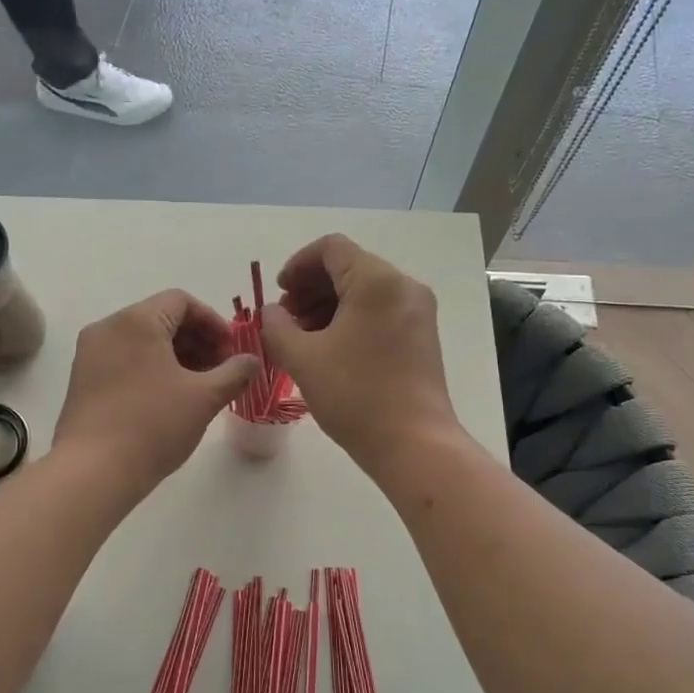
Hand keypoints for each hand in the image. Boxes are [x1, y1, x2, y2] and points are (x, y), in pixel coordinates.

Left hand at [56, 290, 259, 492]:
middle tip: (220, 371)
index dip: (213, 322)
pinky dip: (151, 369)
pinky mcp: (82, 380)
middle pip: (161, 318)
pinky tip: (169, 400)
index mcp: (136, 321)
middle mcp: (108, 328)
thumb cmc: (153, 425)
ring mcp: (90, 354)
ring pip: (142, 341)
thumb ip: (234, 373)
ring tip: (198, 388)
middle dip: (197, 340)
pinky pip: (124, 360)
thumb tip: (252, 360)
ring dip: (176, 356)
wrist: (92, 472)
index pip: (181, 301)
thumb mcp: (204, 398)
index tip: (232, 351)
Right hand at [260, 235, 460, 470]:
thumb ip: (277, 326)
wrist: (413, 444)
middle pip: (349, 267)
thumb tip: (272, 312)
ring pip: (364, 291)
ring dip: (328, 305)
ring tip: (302, 338)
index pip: (331, 248)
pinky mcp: (421, 336)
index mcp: (377, 281)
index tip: (279, 293)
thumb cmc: (355, 395)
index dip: (297, 265)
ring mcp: (417, 312)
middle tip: (285, 320)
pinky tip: (329, 349)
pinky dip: (350, 320)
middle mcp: (403, 286)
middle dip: (310, 288)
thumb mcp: (303, 359)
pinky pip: (379, 311)